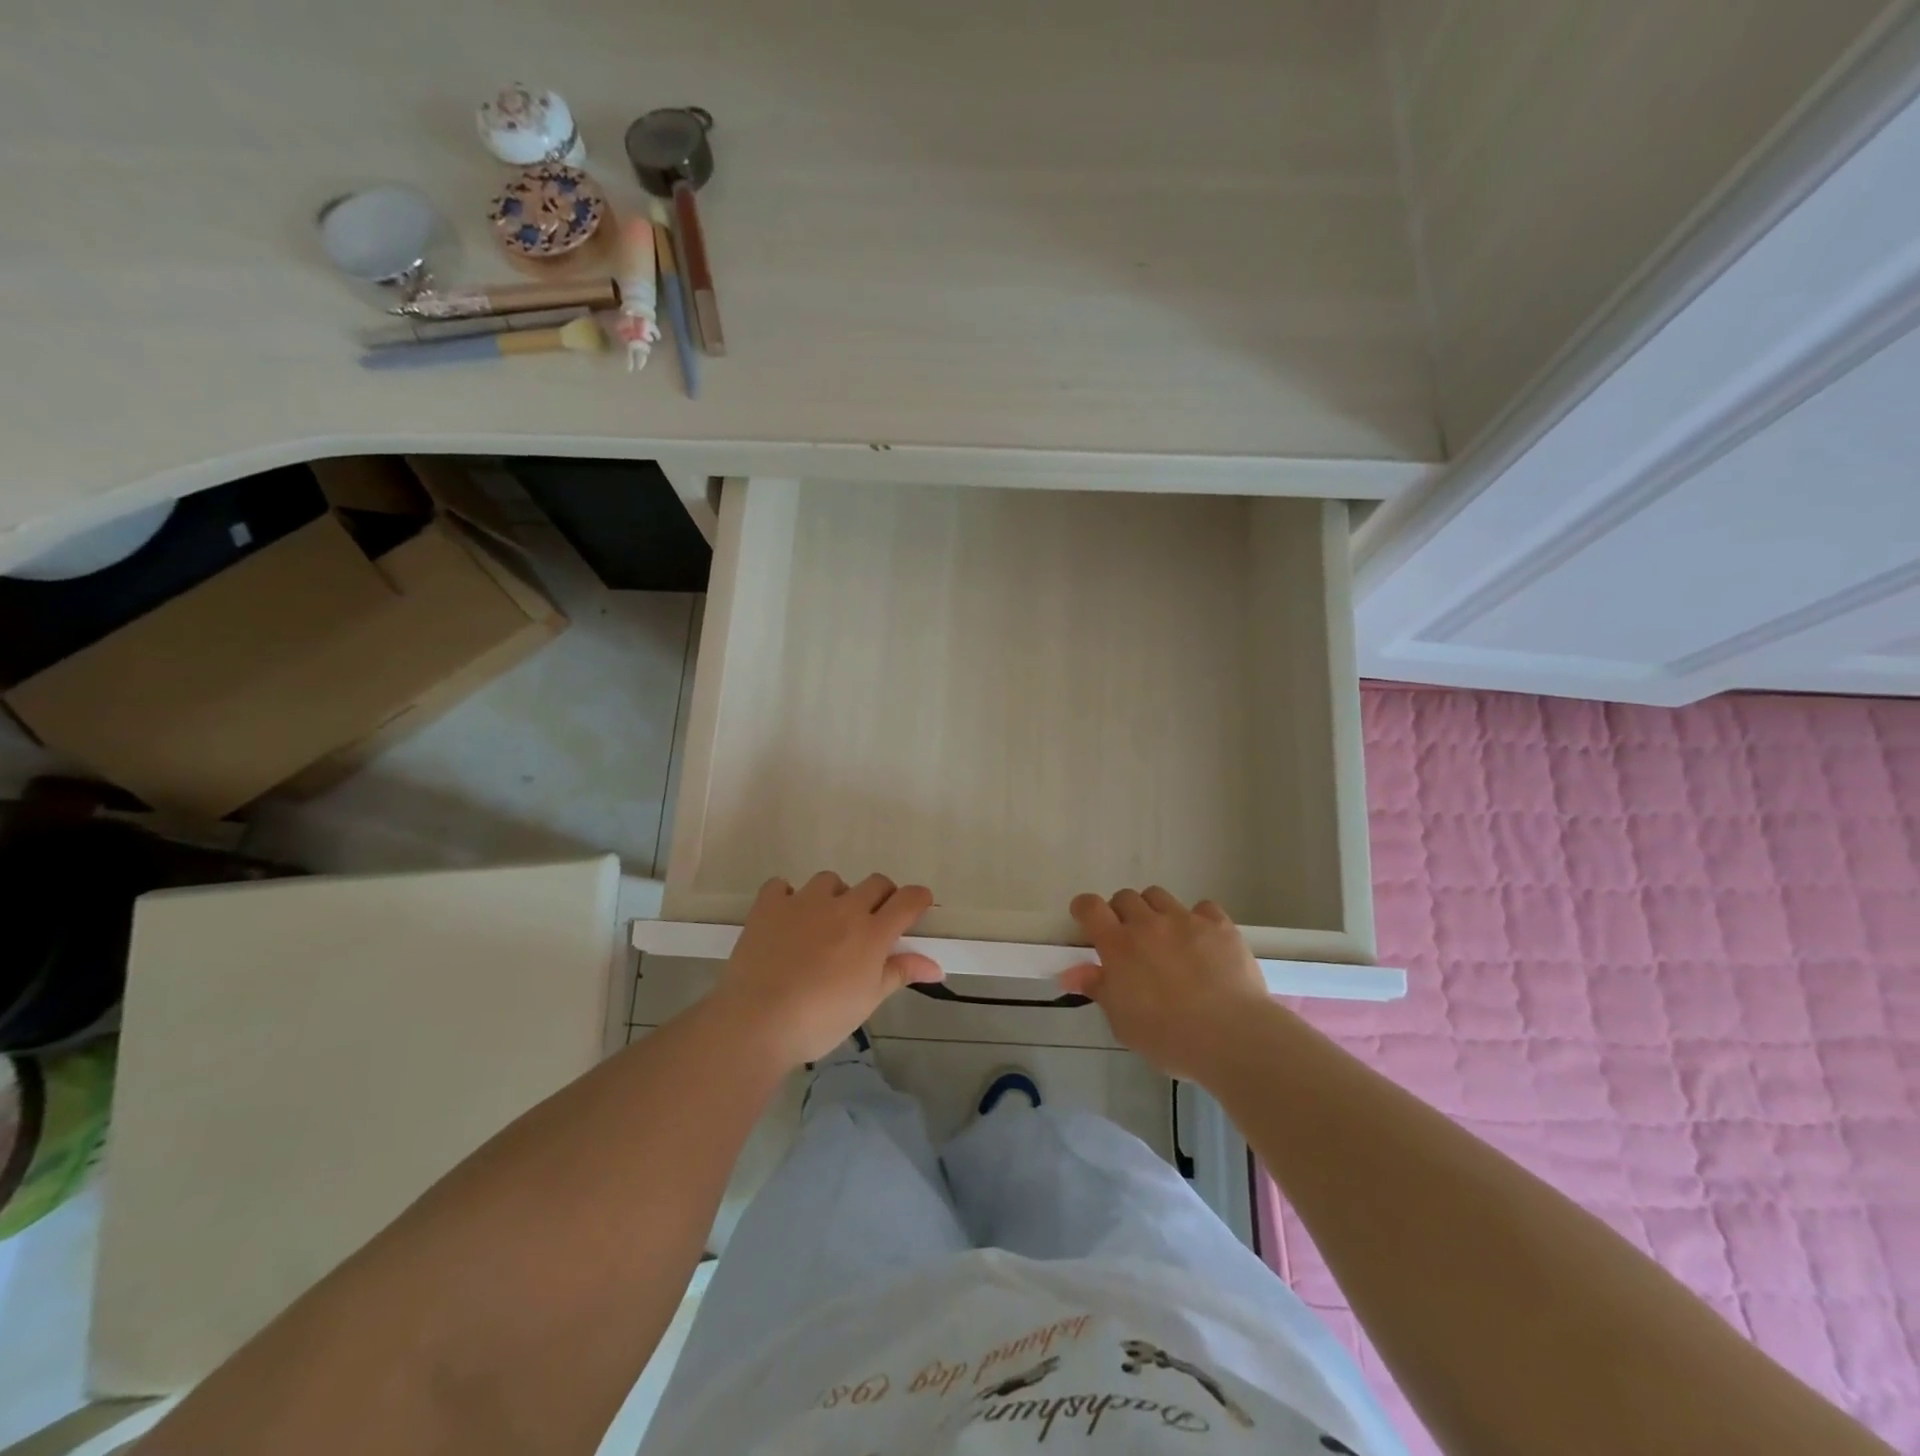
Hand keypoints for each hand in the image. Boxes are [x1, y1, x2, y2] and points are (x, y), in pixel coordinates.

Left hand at [711, 872, 941, 1067]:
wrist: (757, 1021)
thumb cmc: (820, 1020)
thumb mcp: (867, 1001)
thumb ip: (900, 973)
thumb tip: (937, 967)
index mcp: (871, 933)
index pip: (908, 900)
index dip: (918, 899)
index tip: (919, 908)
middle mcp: (842, 908)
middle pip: (875, 883)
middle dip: (882, 897)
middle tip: (873, 923)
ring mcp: (803, 902)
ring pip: (830, 880)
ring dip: (835, 896)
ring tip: (825, 923)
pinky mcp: (769, 905)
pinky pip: (781, 885)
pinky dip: (787, 897)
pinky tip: (786, 918)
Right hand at [1060, 887, 1269, 1079]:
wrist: (1230, 1036)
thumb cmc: (1168, 1037)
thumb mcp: (1123, 1022)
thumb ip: (1098, 990)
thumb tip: (1070, 974)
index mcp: (1118, 946)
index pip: (1090, 907)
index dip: (1084, 909)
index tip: (1085, 919)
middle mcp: (1148, 924)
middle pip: (1125, 897)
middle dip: (1122, 913)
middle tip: (1130, 938)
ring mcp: (1185, 920)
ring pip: (1159, 896)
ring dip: (1155, 911)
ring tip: (1165, 936)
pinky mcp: (1219, 925)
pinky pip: (1202, 908)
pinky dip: (1198, 919)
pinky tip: (1203, 941)